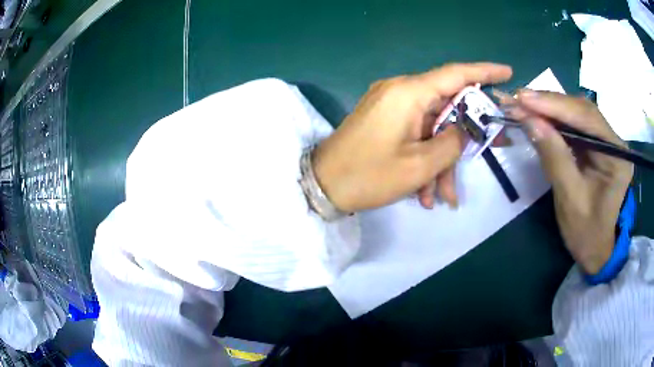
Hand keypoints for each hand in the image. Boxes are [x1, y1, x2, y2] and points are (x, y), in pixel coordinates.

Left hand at [312, 63, 512, 212]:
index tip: (507, 72)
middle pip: (447, 106)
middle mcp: (400, 91)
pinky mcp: (384, 120)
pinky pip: (415, 134)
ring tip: (443, 196)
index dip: (484, 71)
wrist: (322, 186)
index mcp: (409, 93)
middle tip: (492, 150)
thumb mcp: (420, 165)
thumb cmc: (368, 175)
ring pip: (432, 127)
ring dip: (442, 160)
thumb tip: (464, 129)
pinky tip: (425, 192)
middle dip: (466, 135)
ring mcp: (391, 106)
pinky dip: (424, 159)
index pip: (455, 73)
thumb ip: (453, 143)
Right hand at [504, 91, 632, 273]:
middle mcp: (614, 141)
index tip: (523, 98)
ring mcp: (605, 140)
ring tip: (521, 105)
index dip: (554, 105)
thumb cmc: (587, 232)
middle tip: (516, 99)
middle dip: (548, 103)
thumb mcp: (570, 199)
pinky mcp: (595, 145)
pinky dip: (552, 119)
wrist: (596, 249)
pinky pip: (573, 124)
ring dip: (548, 108)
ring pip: (575, 113)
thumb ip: (554, 157)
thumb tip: (530, 121)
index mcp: (617, 156)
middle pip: (581, 110)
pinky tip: (536, 116)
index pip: (586, 118)